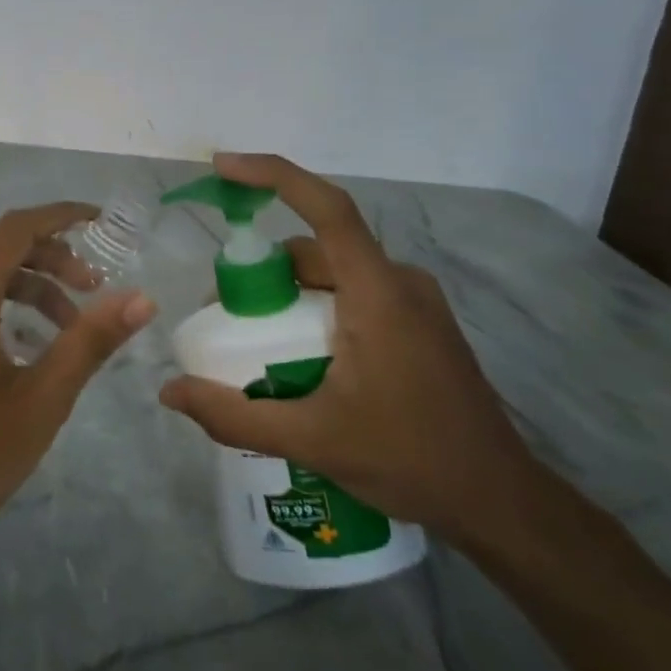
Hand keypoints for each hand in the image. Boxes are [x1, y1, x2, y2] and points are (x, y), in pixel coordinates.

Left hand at [0, 203, 156, 552]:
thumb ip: (91, 339)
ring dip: (29, 283)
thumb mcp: (43, 397)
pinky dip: (0, 299)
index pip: (17, 227)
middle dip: (52, 258)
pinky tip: (29, 339)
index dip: (62, 217)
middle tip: (94, 290)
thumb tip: (142, 298)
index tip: (102, 221)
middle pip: (0, 245)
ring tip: (70, 323)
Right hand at [158, 154, 535, 540]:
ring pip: (332, 271)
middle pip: (315, 247)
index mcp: (378, 292)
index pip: (327, 207)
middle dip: (262, 269)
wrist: (501, 503)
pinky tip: (300, 355)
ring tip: (257, 343)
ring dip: (288, 292)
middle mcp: (398, 281)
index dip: (272, 175)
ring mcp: (414, 300)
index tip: (223, 167)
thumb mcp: (312, 440)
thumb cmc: (410, 461)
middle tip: (224, 314)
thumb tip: (170, 392)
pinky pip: (352, 292)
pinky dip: (315, 306)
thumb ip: (234, 415)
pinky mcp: (418, 321)